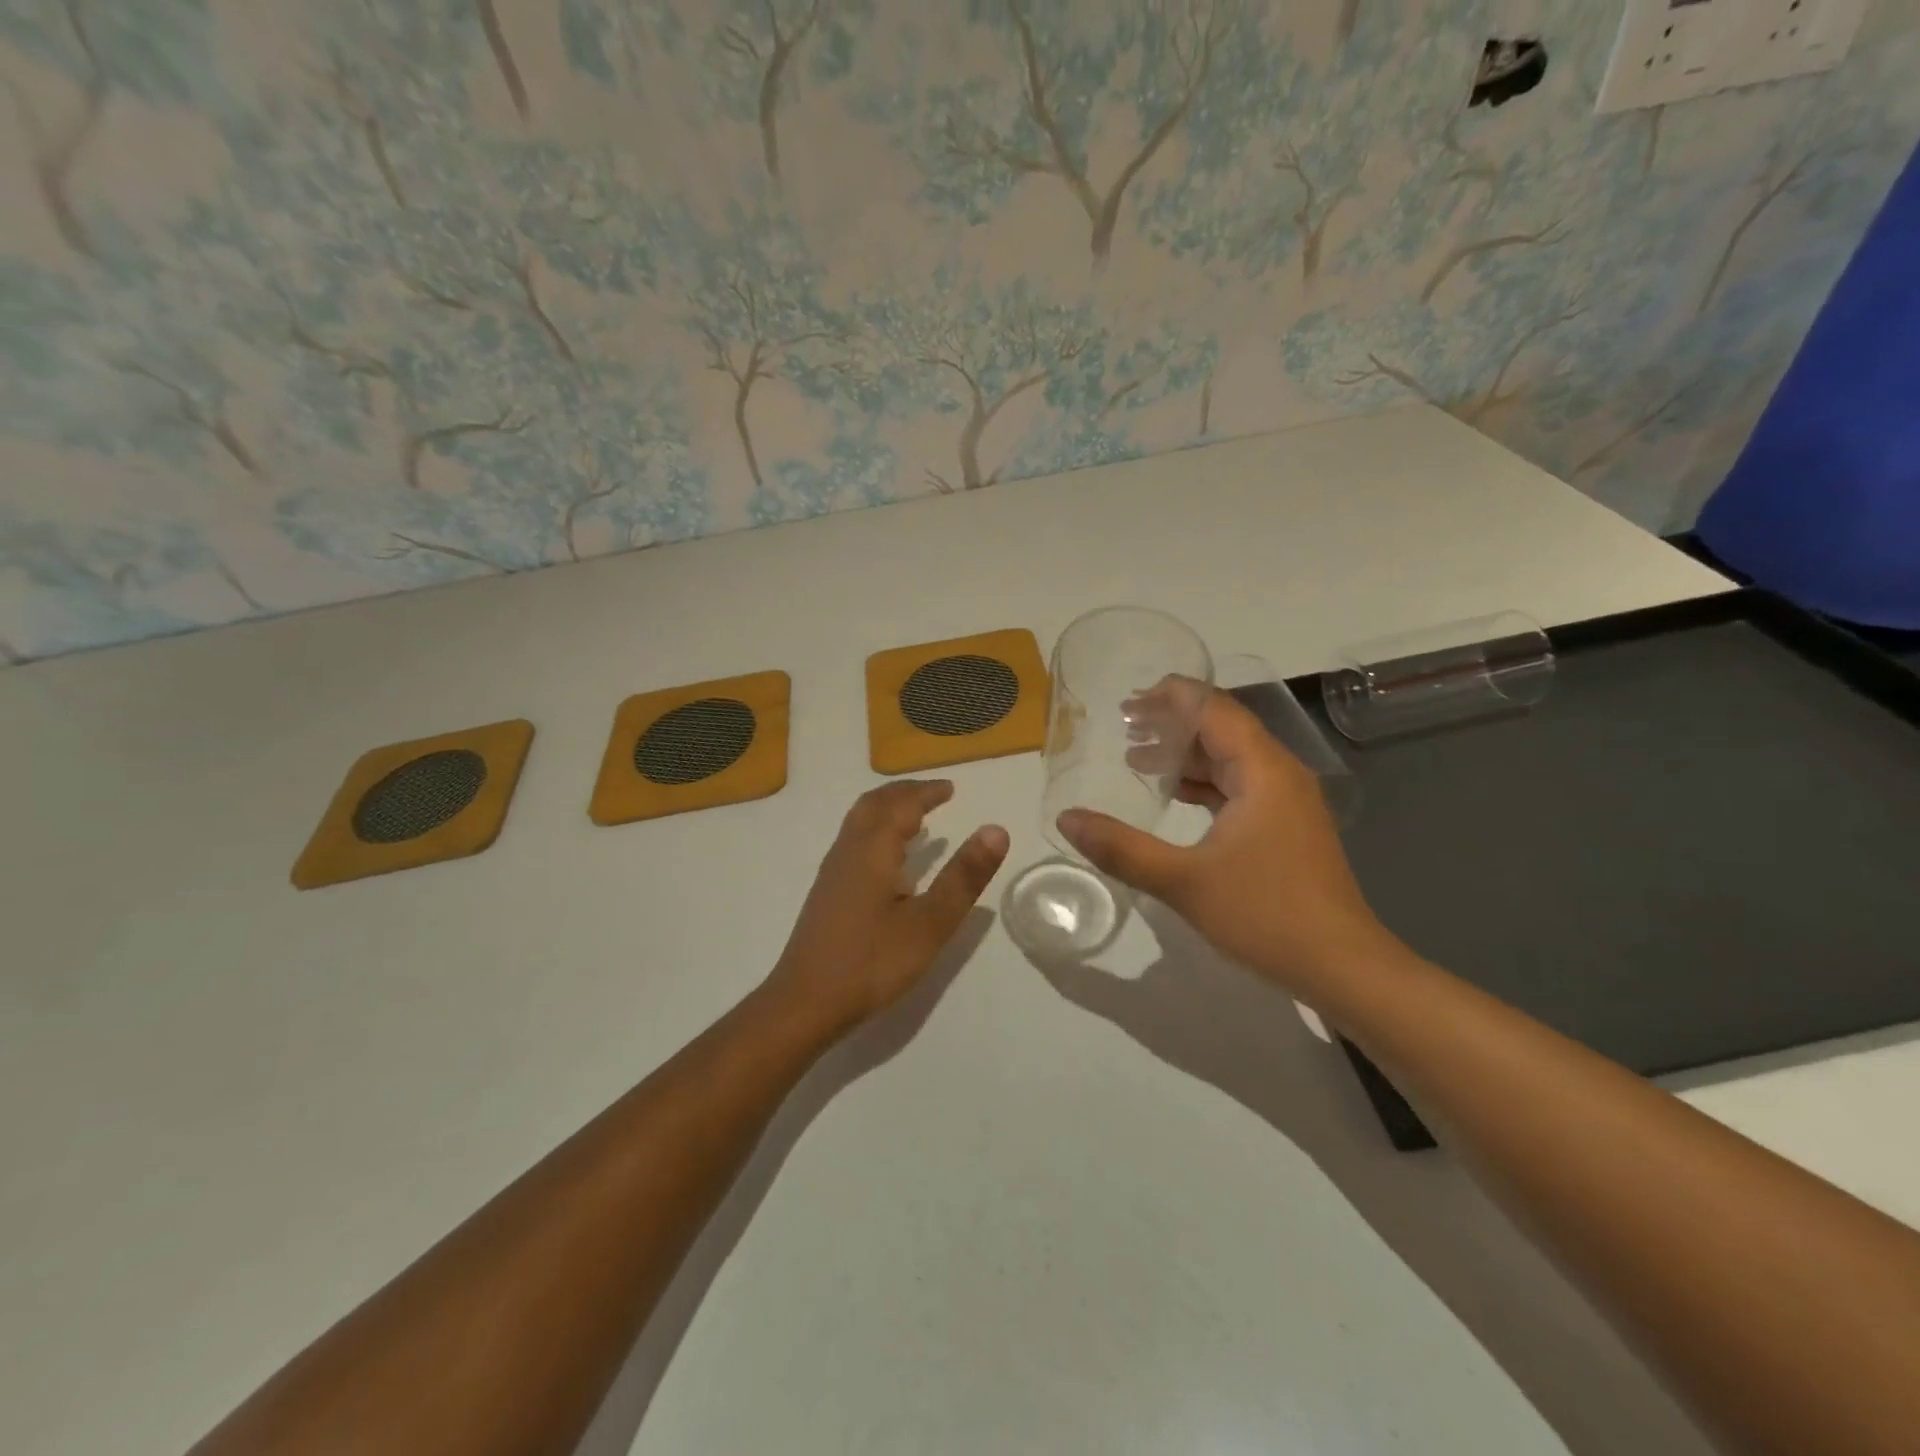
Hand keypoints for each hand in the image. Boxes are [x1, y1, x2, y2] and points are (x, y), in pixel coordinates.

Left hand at [768, 781, 1009, 1030]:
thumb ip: (963, 876)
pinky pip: (854, 840)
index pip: (902, 805)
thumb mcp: (930, 923)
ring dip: (888, 809)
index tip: (951, 788)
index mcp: (873, 850)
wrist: (805, 1003)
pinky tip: (888, 859)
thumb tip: (996, 830)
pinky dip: (877, 830)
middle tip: (934, 794)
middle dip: (905, 793)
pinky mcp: (827, 892)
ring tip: (915, 818)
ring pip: (859, 821)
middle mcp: (849, 850)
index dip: (927, 793)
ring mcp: (833, 871)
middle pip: (874, 804)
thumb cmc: (872, 962)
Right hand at [1057, 684, 1391, 993]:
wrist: (1341, 967)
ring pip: (1230, 759)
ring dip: (1185, 755)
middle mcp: (1279, 774)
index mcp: (1262, 770)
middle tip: (1122, 724)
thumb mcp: (1183, 881)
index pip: (1215, 709)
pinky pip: (1239, 786)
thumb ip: (1121, 848)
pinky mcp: (1285, 827)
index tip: (1127, 699)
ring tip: (1135, 756)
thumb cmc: (1266, 915)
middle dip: (1172, 723)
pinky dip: (1203, 783)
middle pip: (1222, 729)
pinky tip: (1173, 796)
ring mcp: (1286, 801)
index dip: (1172, 697)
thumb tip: (1066, 820)